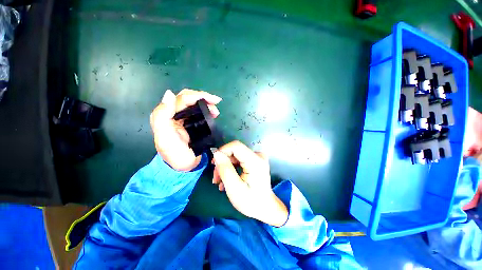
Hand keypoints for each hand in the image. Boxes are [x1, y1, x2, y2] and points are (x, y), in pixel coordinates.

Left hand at [150, 89, 221, 171]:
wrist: (183, 167)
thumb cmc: (175, 154)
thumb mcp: (165, 137)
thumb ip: (163, 116)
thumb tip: (169, 93)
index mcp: (165, 115)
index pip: (182, 98)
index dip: (197, 95)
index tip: (213, 100)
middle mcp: (173, 114)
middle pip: (188, 98)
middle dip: (203, 98)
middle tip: (216, 103)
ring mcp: (182, 119)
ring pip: (194, 104)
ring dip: (206, 104)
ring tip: (216, 111)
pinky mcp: (189, 124)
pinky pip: (198, 112)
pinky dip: (206, 110)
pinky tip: (212, 114)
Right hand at [212, 141, 287, 226]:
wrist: (265, 207)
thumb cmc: (251, 201)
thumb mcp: (234, 188)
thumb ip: (225, 169)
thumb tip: (216, 154)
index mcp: (255, 161)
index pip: (235, 146)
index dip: (222, 151)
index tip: (214, 164)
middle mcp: (258, 155)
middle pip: (234, 151)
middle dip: (223, 162)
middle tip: (216, 178)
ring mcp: (257, 157)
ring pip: (235, 155)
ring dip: (225, 166)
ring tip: (220, 182)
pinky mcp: (255, 160)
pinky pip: (239, 159)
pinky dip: (231, 167)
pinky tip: (227, 179)